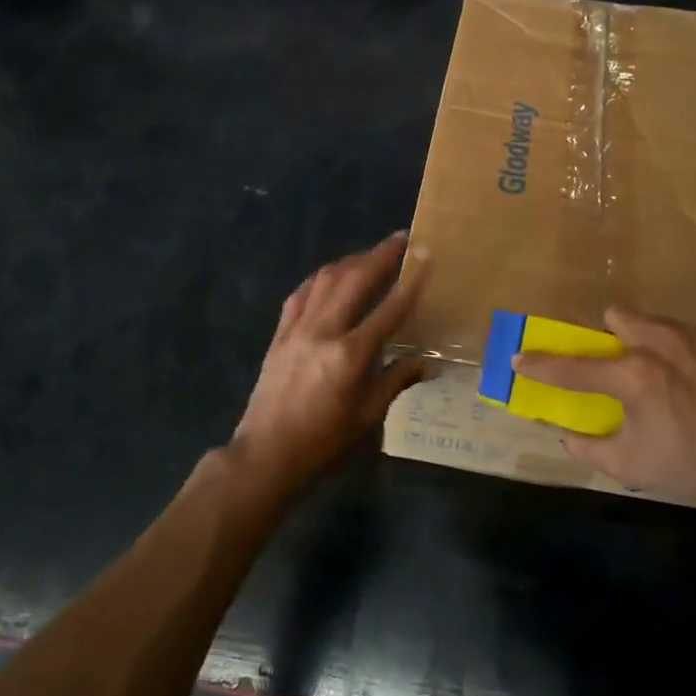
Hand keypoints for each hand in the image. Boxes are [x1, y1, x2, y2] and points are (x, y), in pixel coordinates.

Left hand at [233, 233, 430, 490]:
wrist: (266, 455)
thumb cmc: (324, 443)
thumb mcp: (368, 416)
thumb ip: (396, 380)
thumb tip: (428, 363)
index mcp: (350, 355)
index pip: (389, 309)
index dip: (411, 282)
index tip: (426, 256)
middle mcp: (323, 331)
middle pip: (355, 280)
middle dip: (380, 255)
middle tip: (401, 239)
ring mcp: (297, 329)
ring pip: (325, 279)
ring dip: (351, 261)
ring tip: (370, 255)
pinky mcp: (279, 334)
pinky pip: (301, 294)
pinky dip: (319, 279)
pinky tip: (330, 277)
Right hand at [514, 308, 695, 523]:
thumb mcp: (633, 467)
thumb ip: (590, 447)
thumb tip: (567, 435)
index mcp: (634, 376)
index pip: (574, 367)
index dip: (542, 365)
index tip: (520, 358)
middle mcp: (662, 343)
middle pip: (618, 316)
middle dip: (611, 336)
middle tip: (621, 366)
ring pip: (658, 322)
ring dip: (651, 342)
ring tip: (671, 375)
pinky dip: (692, 353)